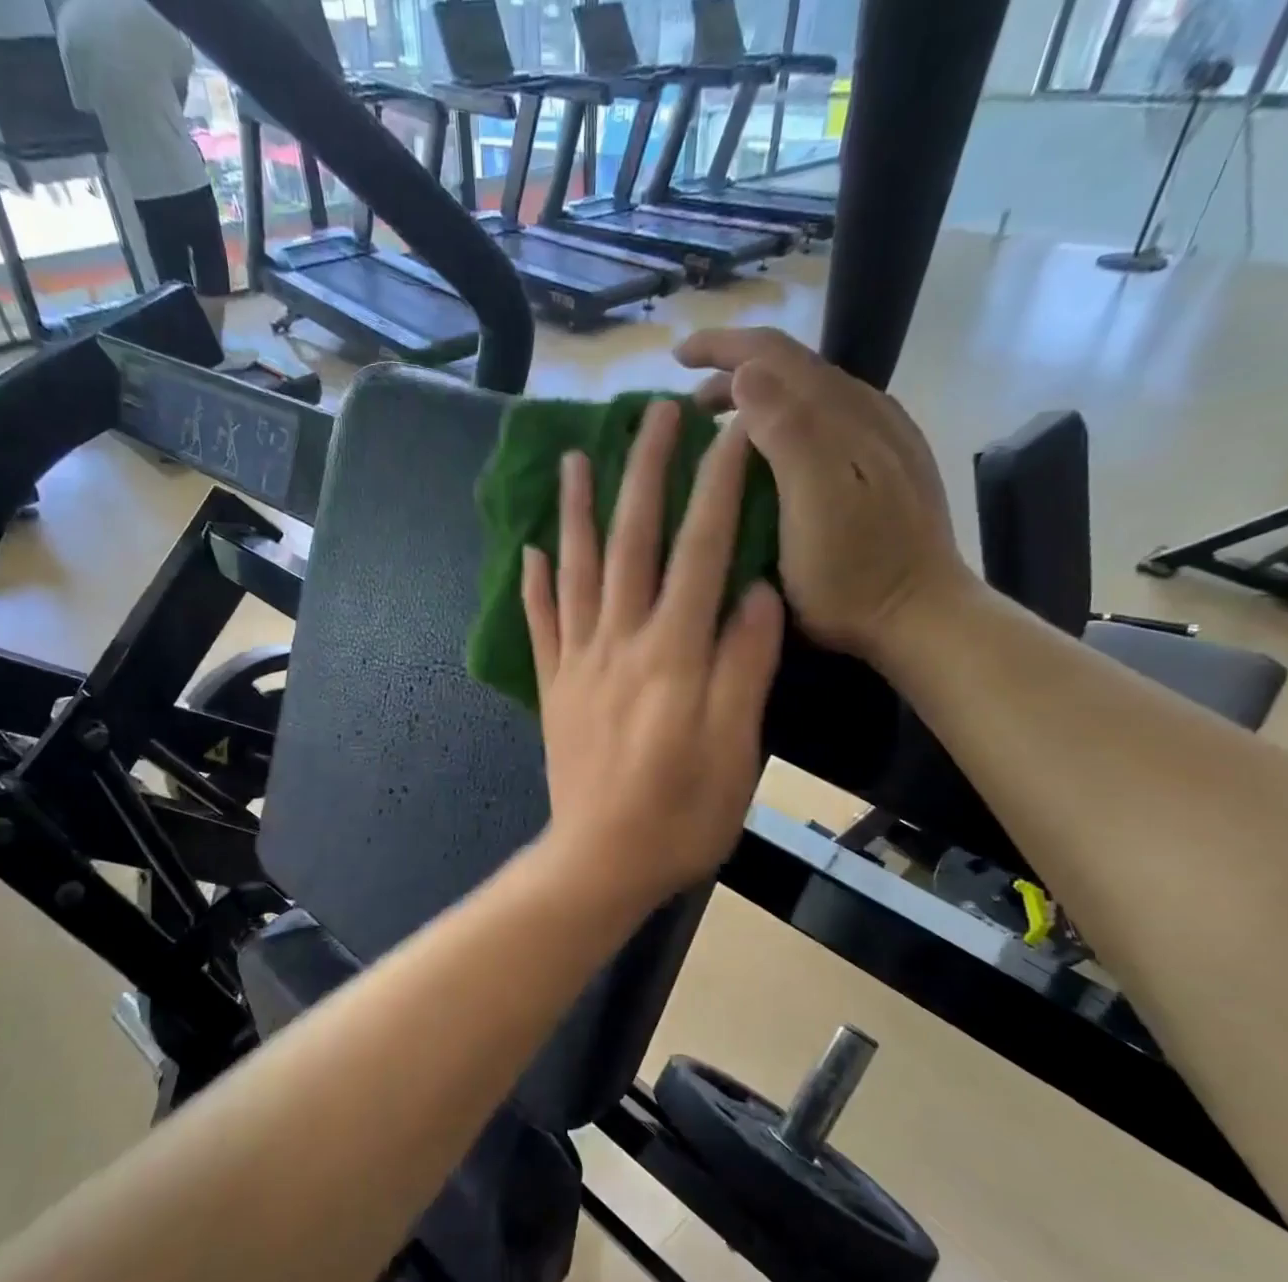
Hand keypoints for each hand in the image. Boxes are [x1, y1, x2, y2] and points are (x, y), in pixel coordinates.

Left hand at [523, 399, 784, 909]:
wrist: (601, 860)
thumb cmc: (681, 815)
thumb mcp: (737, 750)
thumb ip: (745, 666)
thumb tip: (757, 592)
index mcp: (674, 654)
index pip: (701, 551)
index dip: (719, 487)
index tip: (732, 432)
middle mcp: (620, 643)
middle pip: (632, 542)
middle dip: (644, 473)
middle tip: (651, 413)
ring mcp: (578, 663)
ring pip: (576, 571)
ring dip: (577, 511)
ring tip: (574, 458)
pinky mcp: (553, 688)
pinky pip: (540, 626)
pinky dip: (534, 585)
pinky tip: (530, 551)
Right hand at [677, 328, 974, 658]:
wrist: (920, 616)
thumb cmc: (853, 572)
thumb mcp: (812, 504)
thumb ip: (785, 432)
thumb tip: (744, 373)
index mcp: (840, 414)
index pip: (774, 354)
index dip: (721, 347)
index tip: (675, 359)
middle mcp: (865, 410)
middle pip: (792, 368)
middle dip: (733, 371)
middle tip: (687, 406)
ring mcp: (881, 438)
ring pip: (810, 395)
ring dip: (759, 399)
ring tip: (719, 427)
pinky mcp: (886, 467)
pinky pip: (826, 422)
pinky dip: (785, 422)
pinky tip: (774, 454)